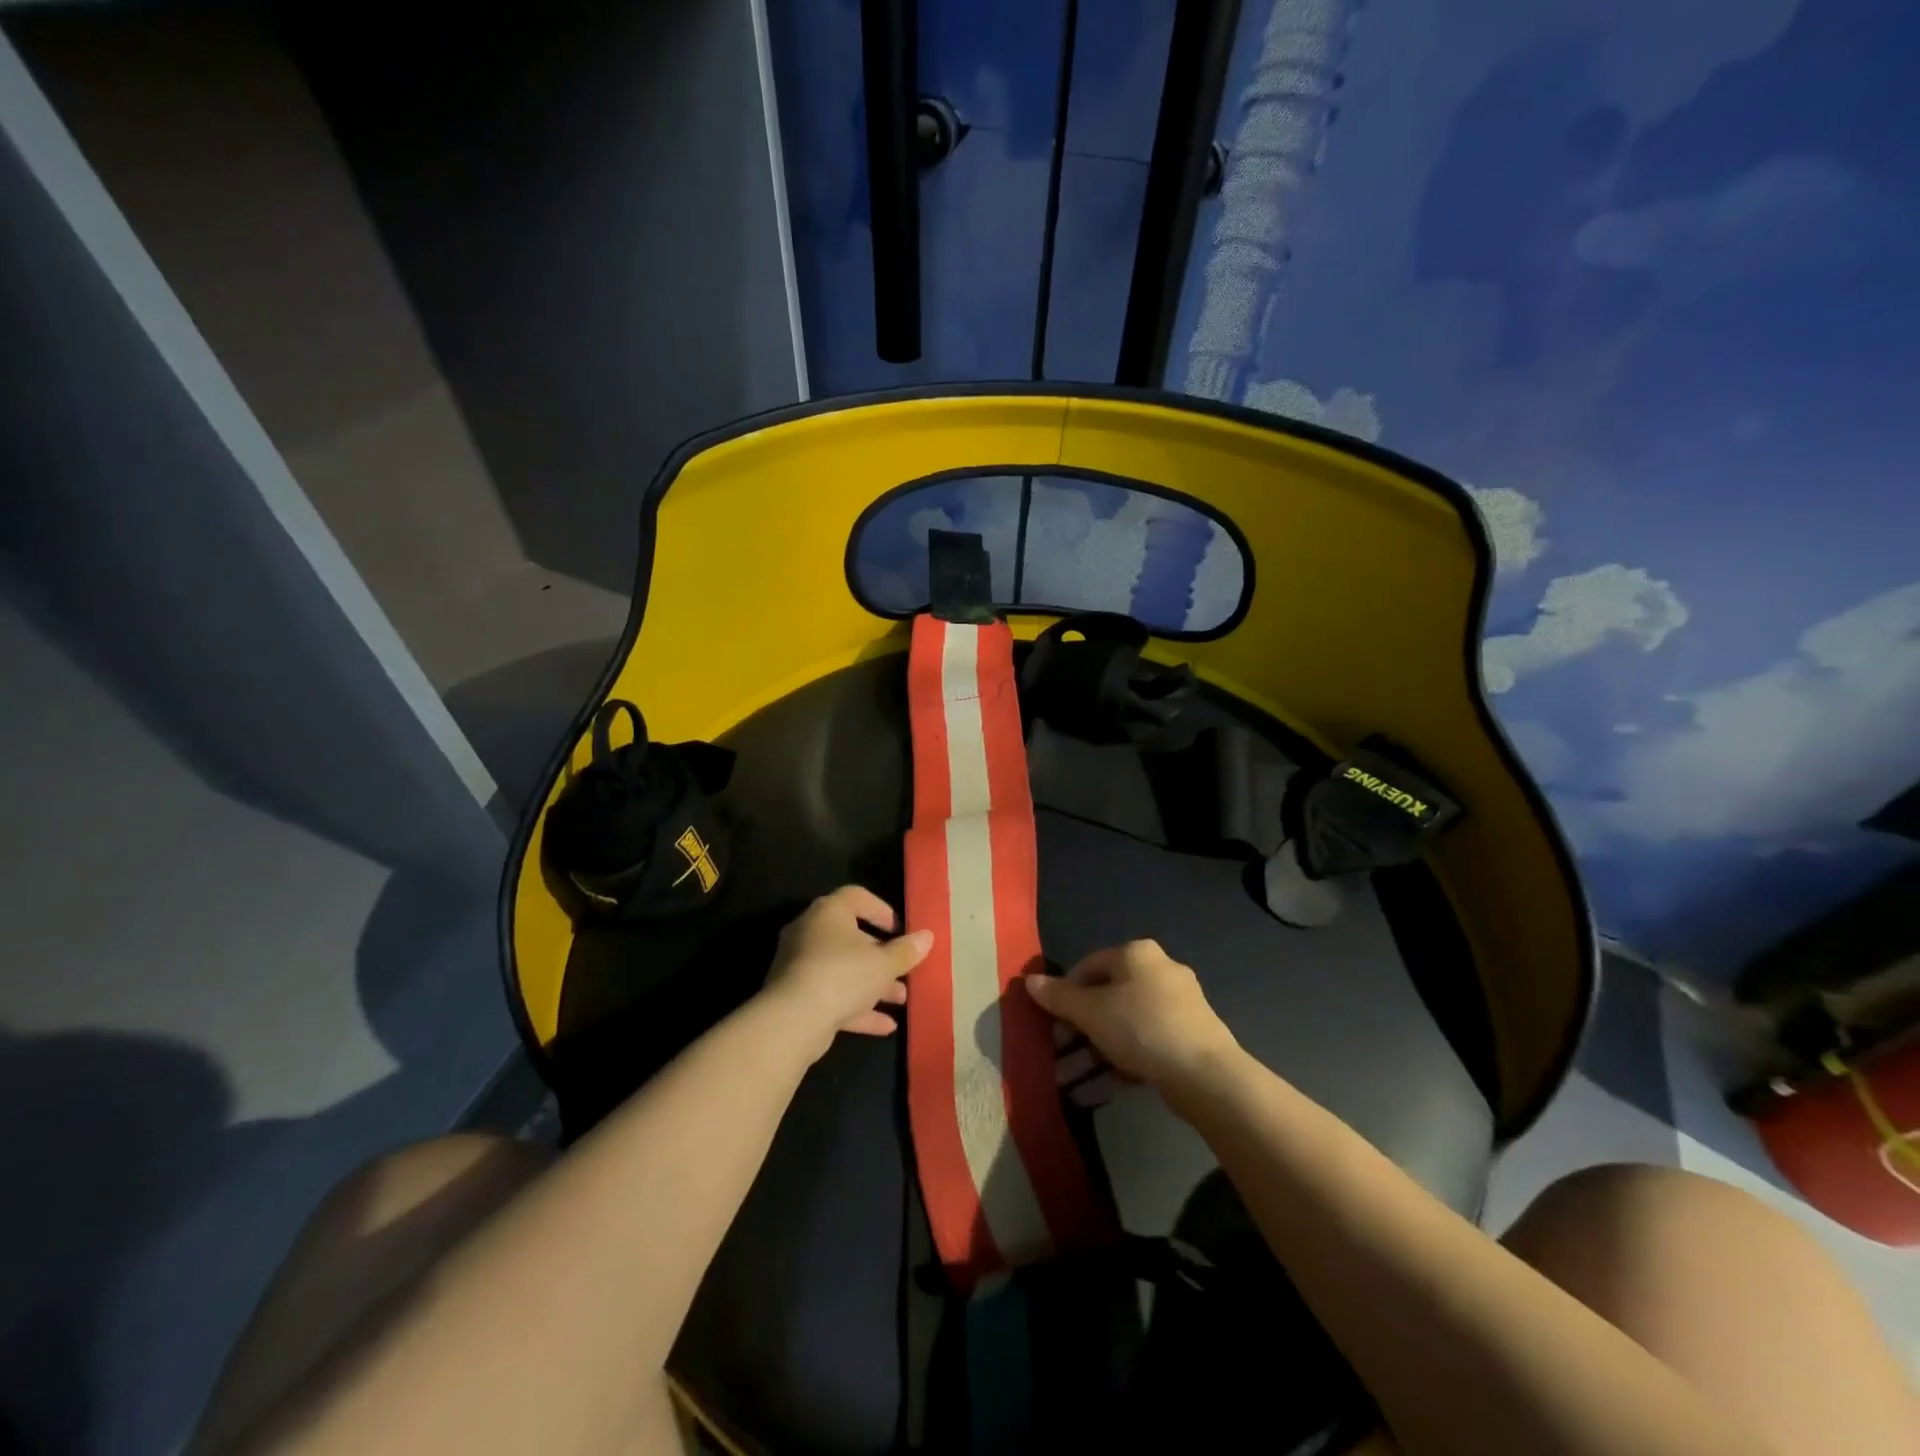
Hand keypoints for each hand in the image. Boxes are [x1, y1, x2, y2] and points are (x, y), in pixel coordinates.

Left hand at [762, 886, 932, 1061]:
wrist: (792, 1021)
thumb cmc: (842, 975)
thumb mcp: (883, 963)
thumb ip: (906, 951)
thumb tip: (927, 937)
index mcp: (829, 912)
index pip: (857, 897)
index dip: (882, 911)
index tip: (901, 930)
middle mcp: (810, 933)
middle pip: (851, 938)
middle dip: (882, 956)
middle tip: (905, 969)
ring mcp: (800, 966)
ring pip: (843, 970)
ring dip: (873, 984)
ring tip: (902, 999)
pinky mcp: (796, 997)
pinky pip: (832, 996)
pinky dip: (857, 1007)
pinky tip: (885, 1025)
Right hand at [1024, 940, 1238, 1091]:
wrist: (1205, 1074)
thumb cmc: (1140, 1028)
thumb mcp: (1090, 1012)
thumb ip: (1059, 997)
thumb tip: (1029, 981)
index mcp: (1137, 953)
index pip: (1088, 965)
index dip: (1065, 993)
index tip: (1053, 1023)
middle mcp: (1161, 968)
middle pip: (1108, 994)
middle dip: (1082, 1025)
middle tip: (1064, 1051)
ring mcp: (1181, 1001)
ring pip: (1127, 1020)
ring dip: (1100, 1046)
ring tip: (1081, 1076)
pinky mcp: (1192, 1033)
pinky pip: (1148, 1039)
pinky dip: (1127, 1056)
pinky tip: (1112, 1081)